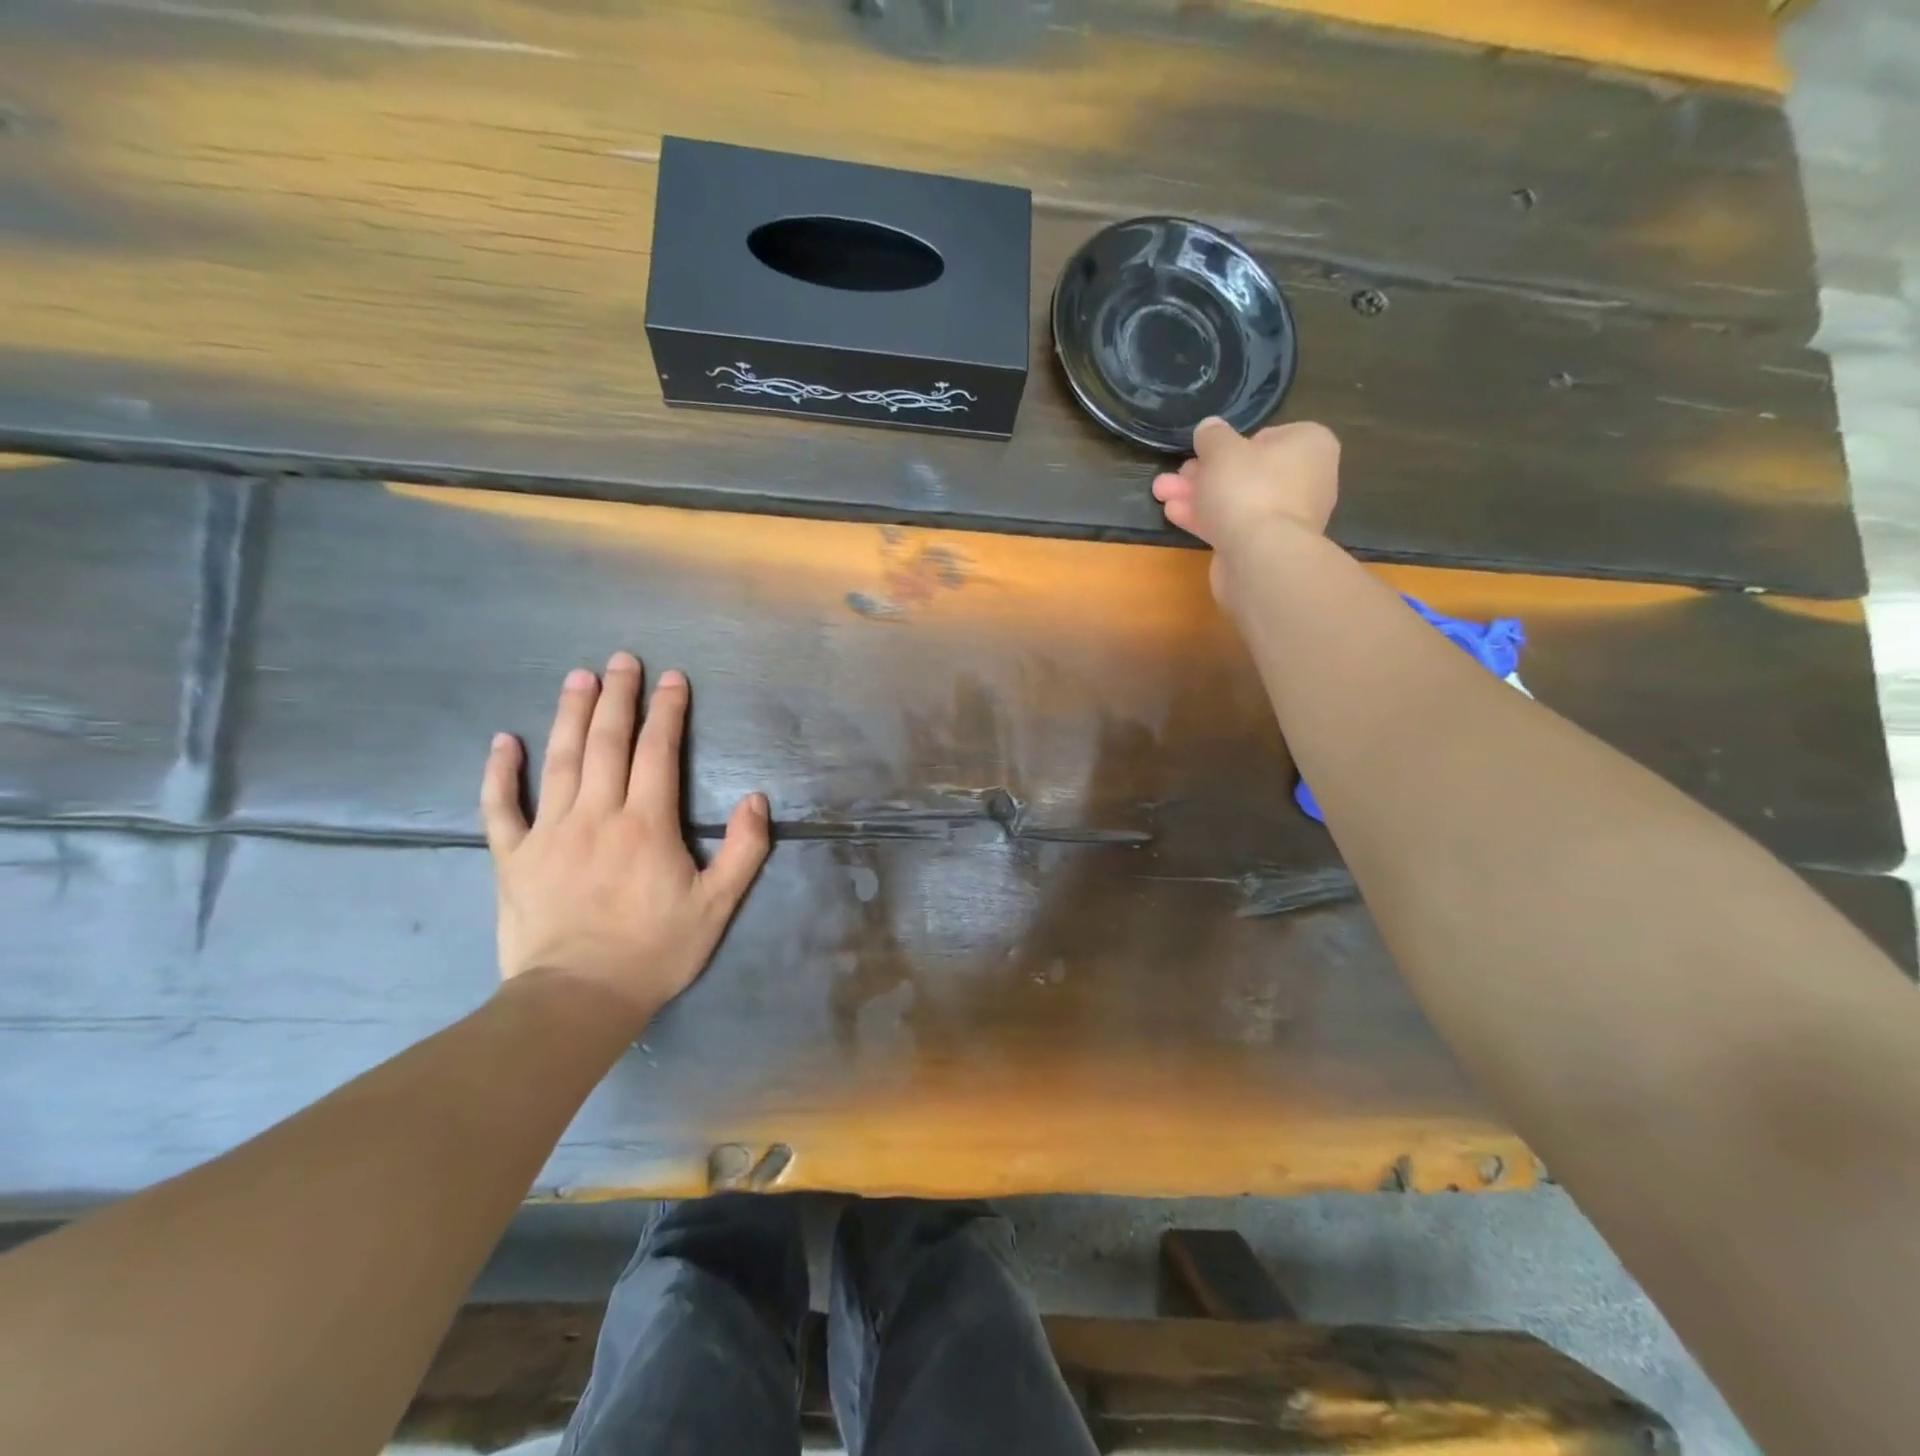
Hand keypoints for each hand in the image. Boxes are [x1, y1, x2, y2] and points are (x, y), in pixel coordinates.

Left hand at [479, 652, 770, 1023]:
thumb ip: (744, 850)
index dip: (667, 711)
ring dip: (570, 715)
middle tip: (622, 660)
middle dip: (618, 697)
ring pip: (560, 761)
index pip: (658, 751)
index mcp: (647, 823)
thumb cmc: (654, 951)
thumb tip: (756, 799)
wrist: (577, 998)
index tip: (672, 678)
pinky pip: (501, 806)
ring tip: (578, 678)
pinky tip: (503, 741)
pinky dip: (499, 772)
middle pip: (607, 742)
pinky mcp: (513, 857)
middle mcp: (596, 814)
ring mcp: (549, 832)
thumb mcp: (717, 905)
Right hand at [1152, 417, 1340, 600]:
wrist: (1261, 557)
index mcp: (1310, 445)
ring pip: (1235, 500)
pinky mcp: (1266, 547)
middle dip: (1204, 473)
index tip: (1206, 451)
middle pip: (1246, 471)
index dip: (1232, 444)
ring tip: (1161, 492)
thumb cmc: (1248, 489)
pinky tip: (1174, 514)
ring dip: (1197, 496)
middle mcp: (1306, 480)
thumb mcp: (1221, 449)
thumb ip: (1212, 436)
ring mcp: (1287, 517)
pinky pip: (1234, 525)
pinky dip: (1206, 519)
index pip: (1268, 436)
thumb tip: (1209, 428)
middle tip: (1175, 474)